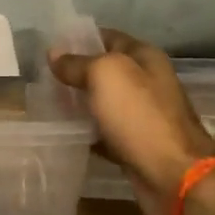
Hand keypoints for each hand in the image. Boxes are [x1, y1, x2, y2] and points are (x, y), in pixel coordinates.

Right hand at [51, 28, 214, 214]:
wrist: (175, 177)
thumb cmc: (140, 116)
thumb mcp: (105, 76)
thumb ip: (78, 62)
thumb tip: (54, 53)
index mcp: (144, 57)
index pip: (106, 37)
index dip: (78, 38)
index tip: (47, 46)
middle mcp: (146, 81)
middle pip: (104, 70)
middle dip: (74, 72)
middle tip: (39, 76)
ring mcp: (142, 114)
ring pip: (102, 101)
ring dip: (77, 102)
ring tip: (44, 102)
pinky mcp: (135, 144)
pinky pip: (104, 130)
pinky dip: (86, 131)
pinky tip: (62, 132)